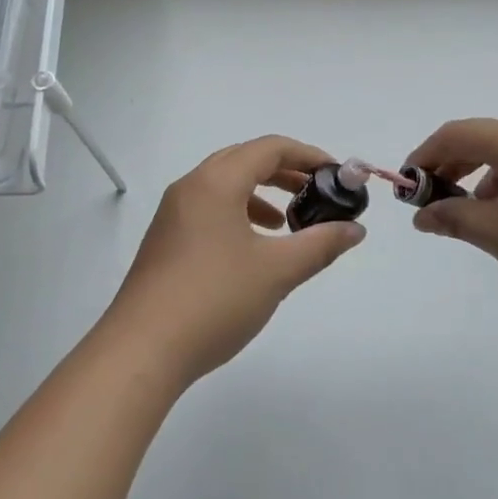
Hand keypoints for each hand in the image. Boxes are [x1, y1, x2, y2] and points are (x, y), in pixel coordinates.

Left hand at [103, 137, 366, 385]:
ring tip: (287, 223)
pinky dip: (238, 215)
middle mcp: (190, 188)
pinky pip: (209, 210)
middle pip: (244, 161)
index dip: (308, 156)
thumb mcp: (277, 271)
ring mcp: (172, 215)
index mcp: (215, 182)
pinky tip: (253, 249)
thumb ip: (320, 244)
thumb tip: (355, 229)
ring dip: (261, 194)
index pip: (269, 148)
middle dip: (285, 172)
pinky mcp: (165, 241)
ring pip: (224, 186)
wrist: (142, 350)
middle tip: (317, 194)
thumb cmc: (214, 300)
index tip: (337, 176)